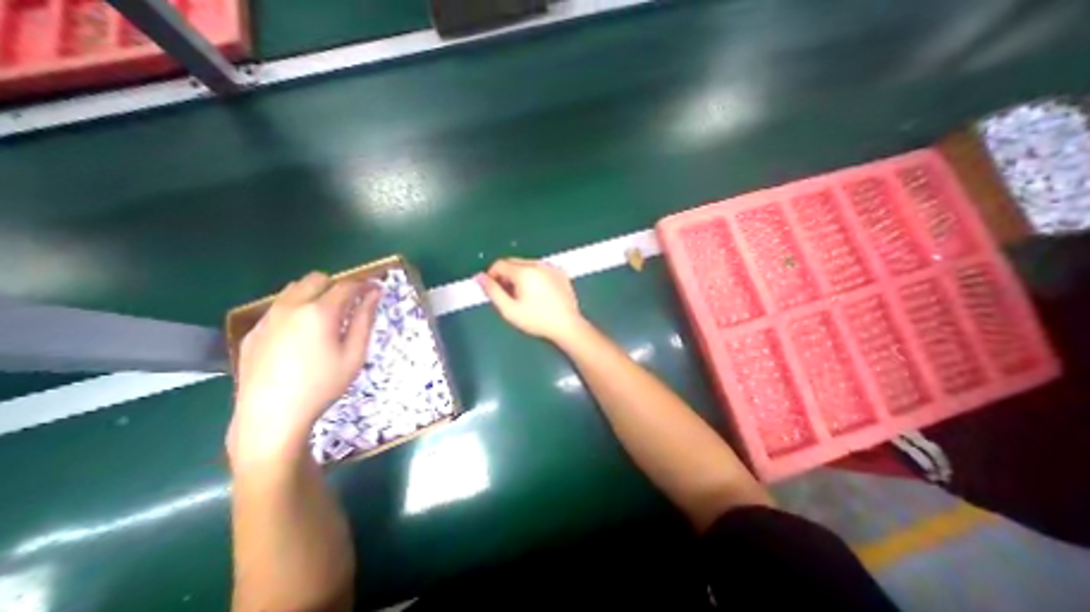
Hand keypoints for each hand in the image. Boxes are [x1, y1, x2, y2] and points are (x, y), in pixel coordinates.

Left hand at [226, 273, 379, 467]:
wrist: (270, 417)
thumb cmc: (323, 385)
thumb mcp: (354, 353)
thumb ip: (364, 319)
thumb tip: (375, 294)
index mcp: (319, 312)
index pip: (346, 285)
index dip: (365, 284)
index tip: (376, 289)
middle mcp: (290, 307)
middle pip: (317, 279)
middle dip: (338, 285)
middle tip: (351, 305)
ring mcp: (267, 318)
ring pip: (294, 289)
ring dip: (315, 294)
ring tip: (326, 318)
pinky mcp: (253, 332)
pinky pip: (278, 307)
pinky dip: (295, 309)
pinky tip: (301, 335)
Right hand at [474, 258, 583, 343]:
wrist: (567, 325)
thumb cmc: (536, 320)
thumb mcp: (509, 310)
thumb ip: (492, 291)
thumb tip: (479, 277)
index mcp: (524, 272)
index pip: (499, 264)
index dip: (492, 276)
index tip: (494, 290)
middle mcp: (538, 264)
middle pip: (513, 262)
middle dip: (506, 275)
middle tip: (509, 295)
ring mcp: (551, 267)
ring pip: (527, 264)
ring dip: (520, 275)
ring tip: (524, 295)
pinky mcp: (561, 272)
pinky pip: (541, 269)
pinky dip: (535, 276)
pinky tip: (539, 293)